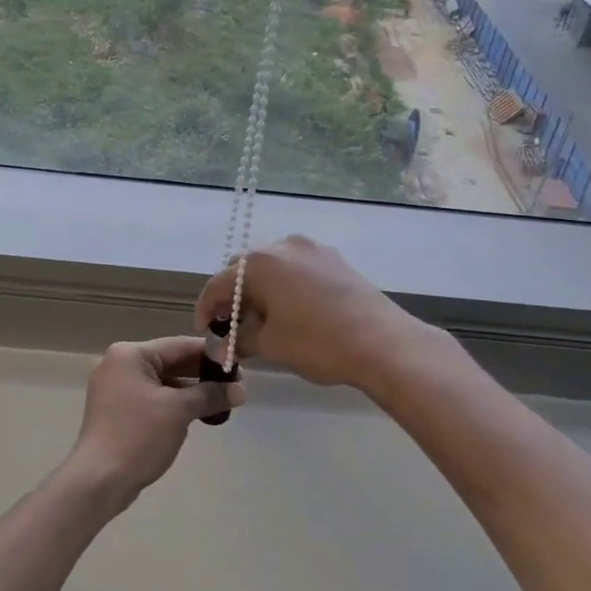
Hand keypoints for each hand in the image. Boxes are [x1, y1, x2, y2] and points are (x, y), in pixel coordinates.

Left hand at [65, 336, 243, 502]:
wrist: (99, 480)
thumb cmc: (138, 436)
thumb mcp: (179, 411)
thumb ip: (210, 395)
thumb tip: (240, 391)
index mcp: (130, 355)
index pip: (179, 345)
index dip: (211, 354)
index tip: (239, 364)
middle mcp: (119, 365)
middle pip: (170, 361)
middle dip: (202, 374)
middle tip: (235, 386)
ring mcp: (116, 388)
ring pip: (162, 382)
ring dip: (191, 391)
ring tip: (222, 401)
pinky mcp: (117, 410)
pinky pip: (152, 398)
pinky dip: (174, 403)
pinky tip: (198, 414)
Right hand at [194, 235, 419, 389]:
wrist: (384, 343)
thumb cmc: (318, 343)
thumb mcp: (270, 345)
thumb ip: (239, 339)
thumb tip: (223, 343)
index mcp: (260, 263)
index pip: (219, 284)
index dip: (206, 309)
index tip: (206, 332)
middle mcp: (284, 246)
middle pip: (244, 269)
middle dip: (234, 297)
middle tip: (235, 327)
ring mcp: (313, 249)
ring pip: (273, 268)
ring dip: (261, 291)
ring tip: (265, 322)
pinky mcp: (336, 260)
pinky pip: (297, 270)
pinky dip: (286, 287)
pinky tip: (293, 313)